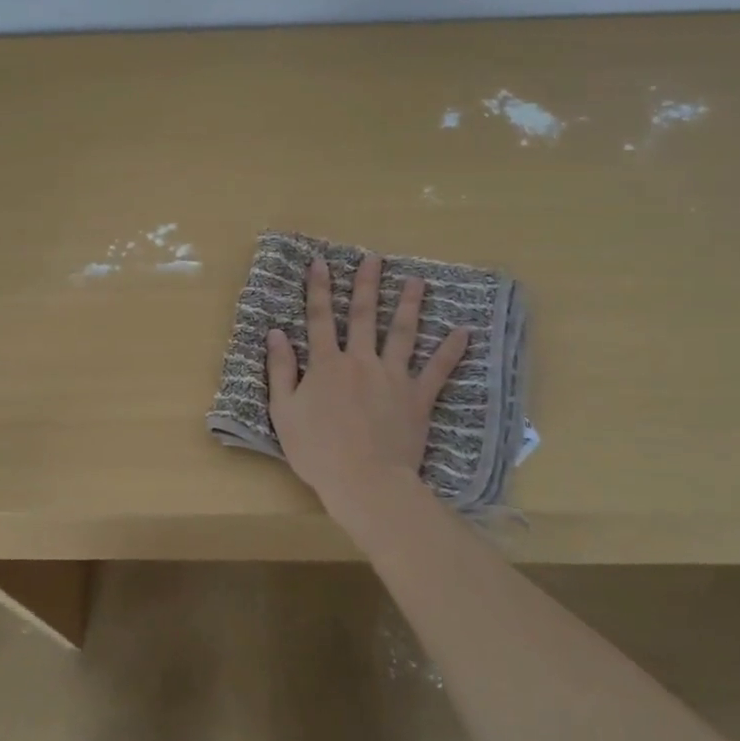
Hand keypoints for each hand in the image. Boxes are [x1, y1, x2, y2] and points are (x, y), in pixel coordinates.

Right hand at [265, 254, 468, 516]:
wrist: (365, 482)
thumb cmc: (317, 450)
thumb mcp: (284, 412)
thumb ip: (280, 370)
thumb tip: (275, 333)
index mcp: (326, 364)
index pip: (319, 318)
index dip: (318, 289)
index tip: (320, 262)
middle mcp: (360, 361)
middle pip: (363, 316)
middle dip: (366, 285)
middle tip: (373, 259)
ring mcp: (393, 377)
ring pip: (401, 333)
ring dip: (408, 304)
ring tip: (416, 280)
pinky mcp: (418, 398)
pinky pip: (437, 370)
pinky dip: (451, 350)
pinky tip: (463, 330)